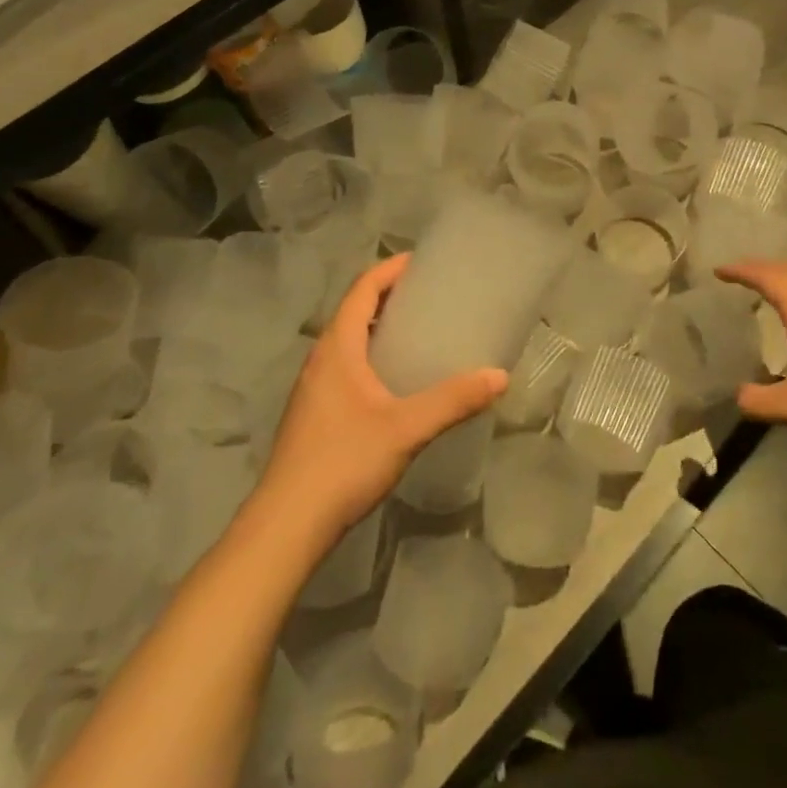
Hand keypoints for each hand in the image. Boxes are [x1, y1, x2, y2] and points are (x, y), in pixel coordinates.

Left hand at [257, 254, 506, 541]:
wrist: (286, 525)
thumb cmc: (343, 462)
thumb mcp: (406, 428)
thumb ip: (453, 400)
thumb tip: (500, 376)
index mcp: (338, 348)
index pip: (363, 290)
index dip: (390, 270)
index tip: (422, 262)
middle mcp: (321, 359)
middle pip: (355, 312)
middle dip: (389, 297)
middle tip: (430, 296)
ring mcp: (313, 388)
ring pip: (348, 342)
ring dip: (379, 328)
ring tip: (418, 333)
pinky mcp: (313, 414)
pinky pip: (345, 367)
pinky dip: (371, 357)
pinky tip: (395, 383)